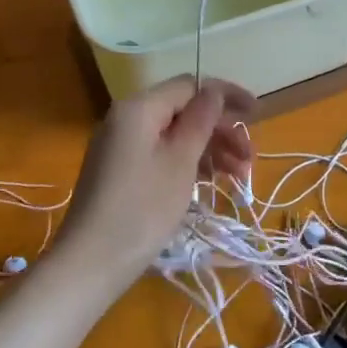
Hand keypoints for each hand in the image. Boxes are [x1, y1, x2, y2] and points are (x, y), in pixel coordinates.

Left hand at [54, 78, 254, 292]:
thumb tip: (214, 91)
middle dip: (220, 131)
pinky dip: (187, 163)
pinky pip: (160, 153)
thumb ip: (200, 120)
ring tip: (239, 177)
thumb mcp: (180, 161)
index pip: (189, 86)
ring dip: (209, 150)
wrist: (90, 262)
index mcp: (139, 108)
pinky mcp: (120, 170)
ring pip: (174, 135)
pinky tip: (210, 182)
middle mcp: (126, 118)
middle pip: (182, 111)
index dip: (225, 95)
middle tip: (250, 159)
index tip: (256, 114)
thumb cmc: (143, 208)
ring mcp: (120, 145)